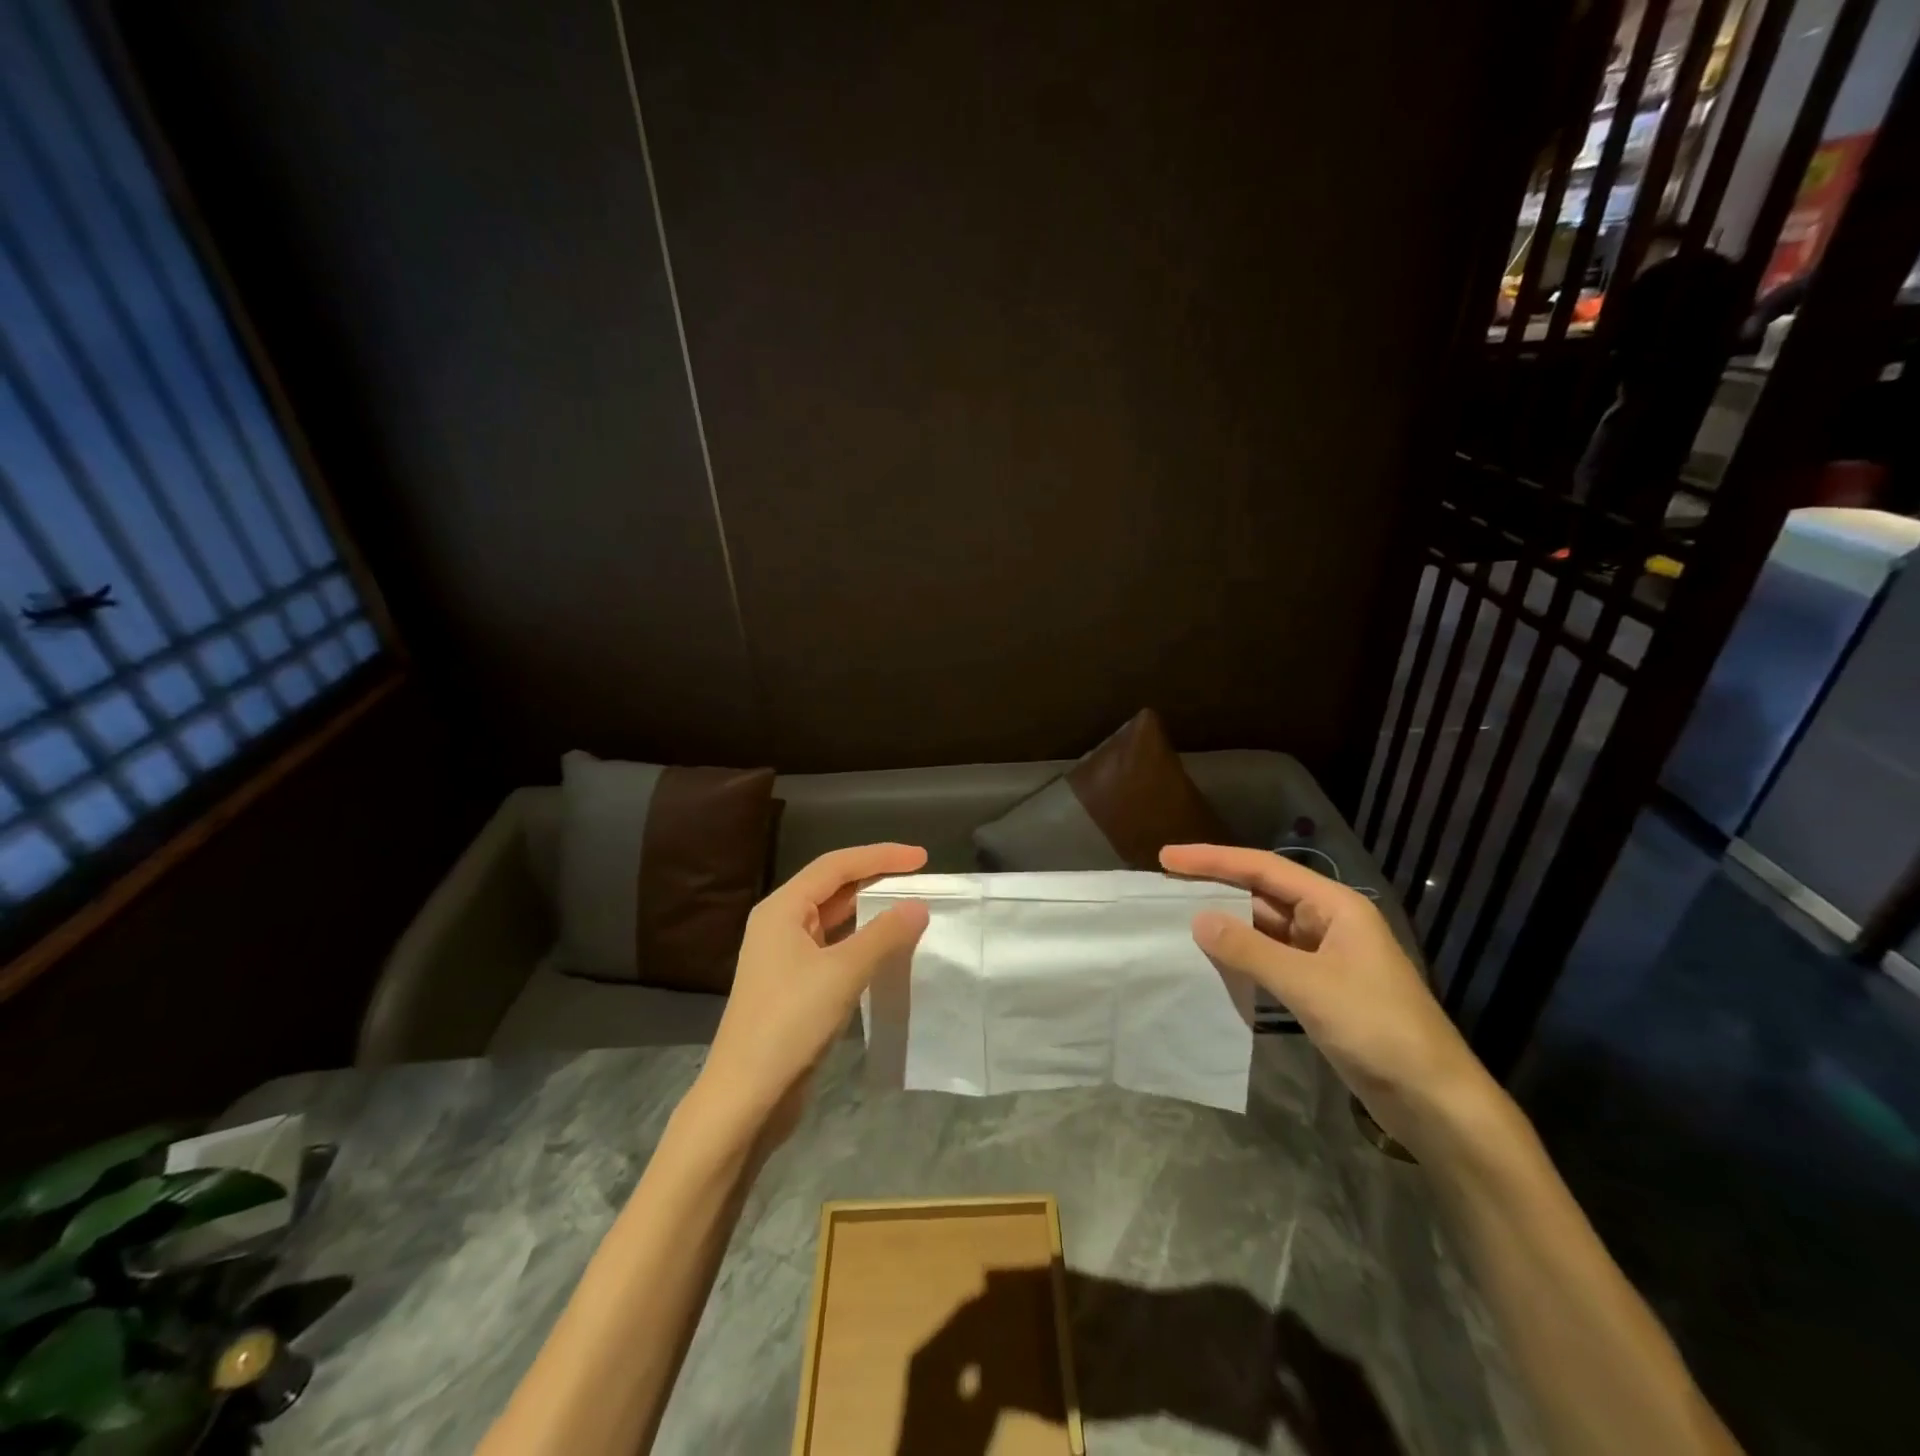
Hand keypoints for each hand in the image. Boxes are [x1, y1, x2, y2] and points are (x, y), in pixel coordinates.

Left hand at [694, 844, 929, 1144]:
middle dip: (876, 879)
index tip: (922, 858)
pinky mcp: (794, 987)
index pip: (836, 865)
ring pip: (835, 920)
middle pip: (833, 888)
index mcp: (782, 909)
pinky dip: (863, 943)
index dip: (880, 856)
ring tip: (911, 909)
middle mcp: (780, 924)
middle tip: (921, 880)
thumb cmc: (790, 1022)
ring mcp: (785, 957)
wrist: (746, 1096)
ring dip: (871, 912)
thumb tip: (918, 906)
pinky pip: (835, 949)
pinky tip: (889, 951)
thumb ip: (883, 934)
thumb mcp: (842, 972)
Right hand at [1160, 844, 1490, 1148]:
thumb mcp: (1308, 985)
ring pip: (1265, 928)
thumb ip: (1250, 950)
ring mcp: (1325, 956)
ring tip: (1178, 919)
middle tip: (1166, 885)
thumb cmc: (1376, 1028)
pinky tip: (1213, 961)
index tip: (1168, 857)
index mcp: (1335, 906)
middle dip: (1216, 887)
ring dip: (1227, 924)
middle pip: (1263, 893)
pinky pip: (1271, 959)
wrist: (1433, 1100)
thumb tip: (1198, 919)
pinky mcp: (1320, 988)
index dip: (1213, 859)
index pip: (1264, 869)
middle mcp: (1329, 922)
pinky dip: (1242, 957)